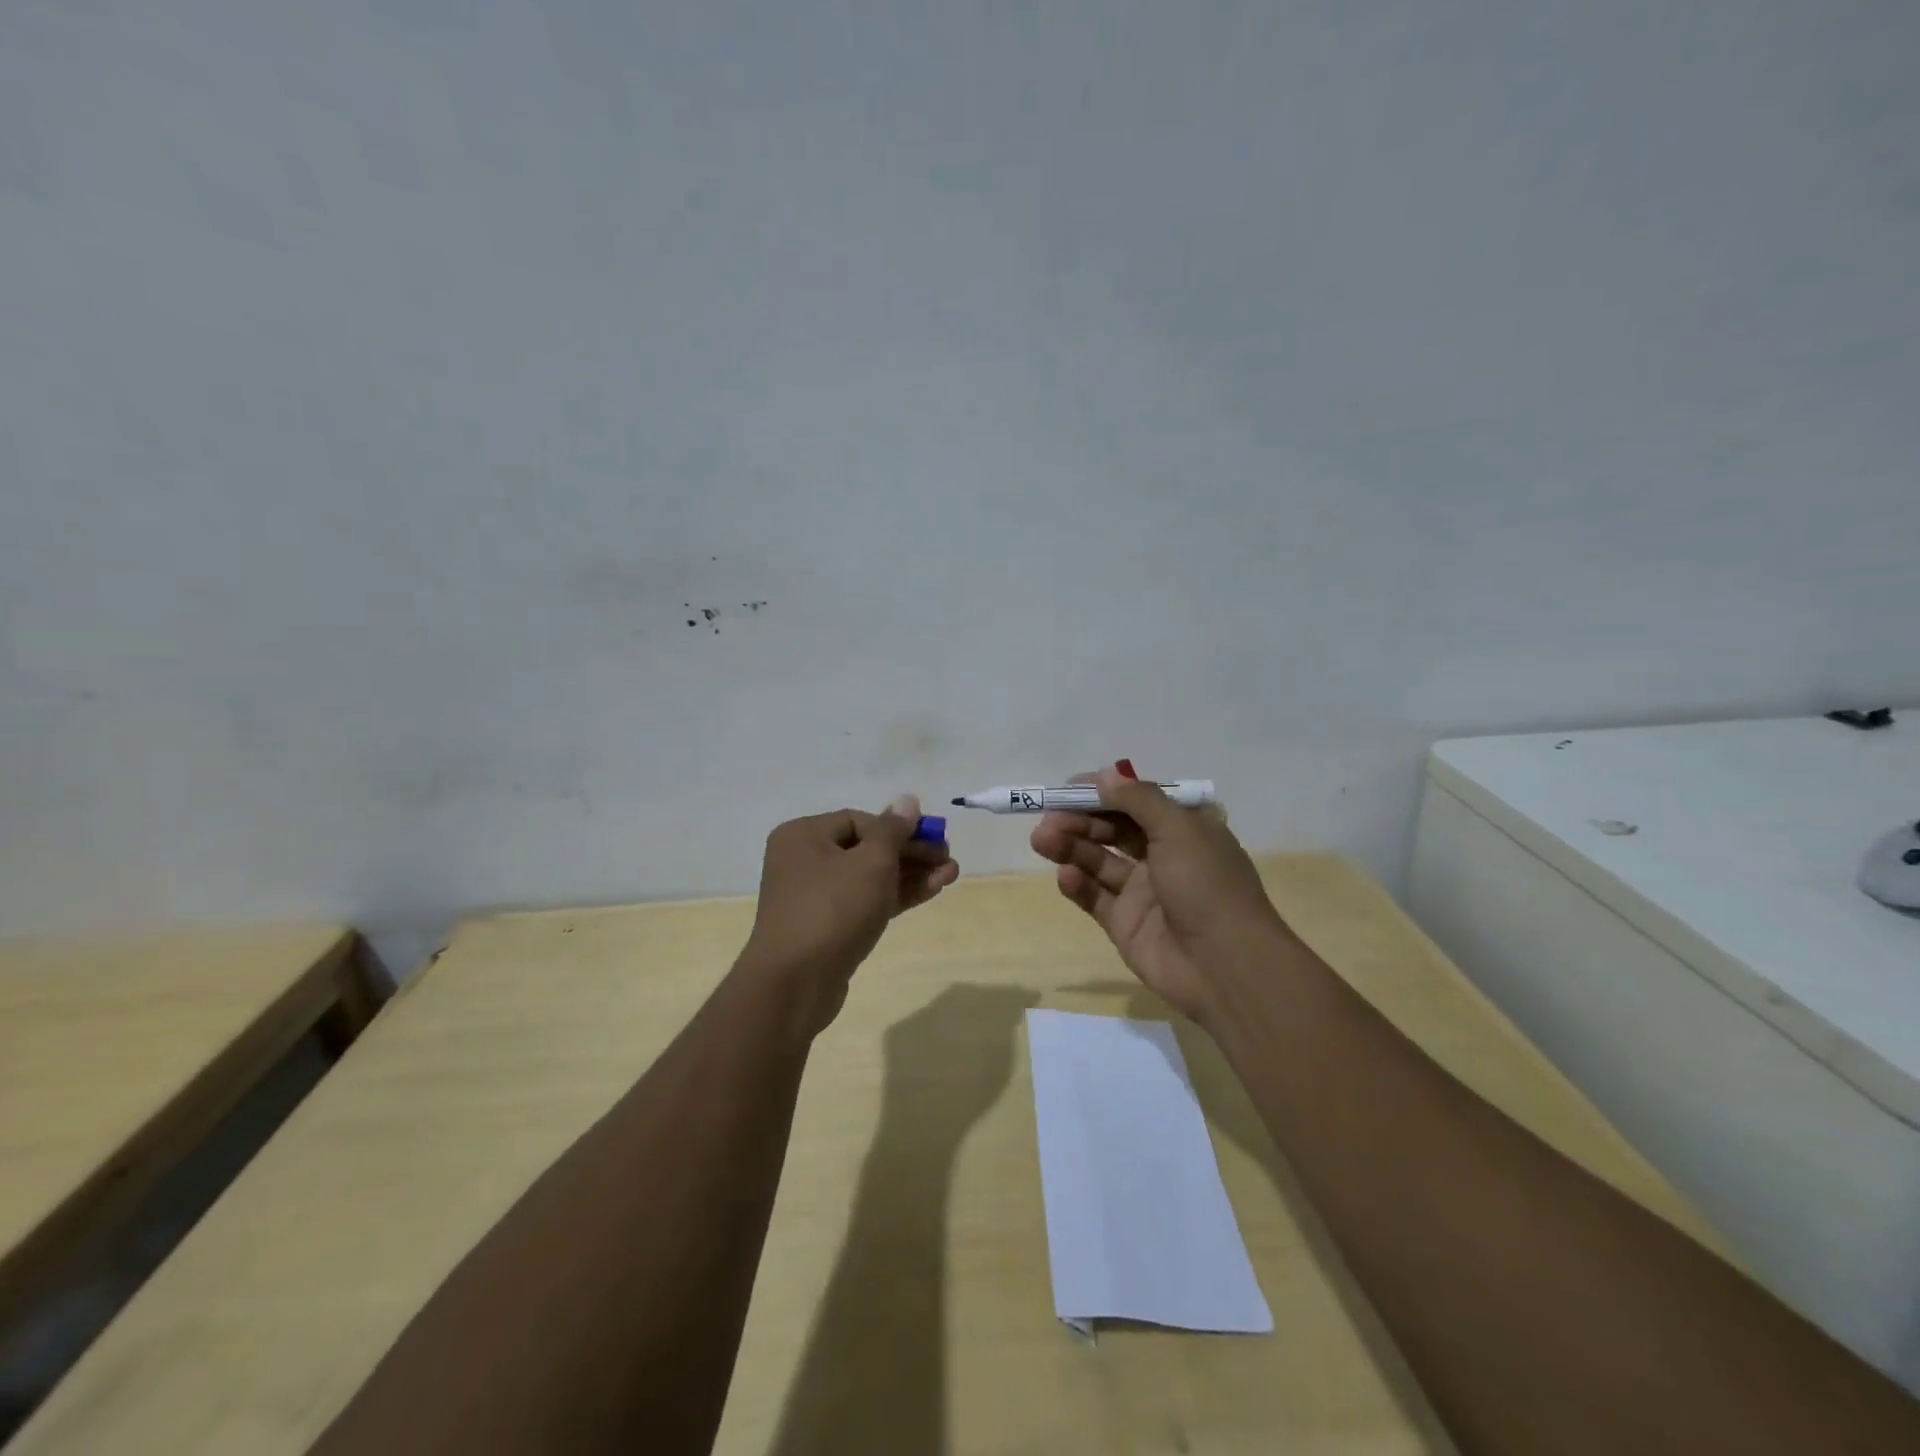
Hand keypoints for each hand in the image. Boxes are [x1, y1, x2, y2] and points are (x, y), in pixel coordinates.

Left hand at [741, 795, 958, 1034]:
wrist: (794, 985)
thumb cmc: (832, 910)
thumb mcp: (871, 862)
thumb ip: (893, 830)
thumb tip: (907, 800)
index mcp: (803, 835)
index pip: (861, 820)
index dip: (900, 828)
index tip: (933, 840)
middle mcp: (803, 860)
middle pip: (867, 848)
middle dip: (911, 853)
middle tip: (948, 860)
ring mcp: (814, 896)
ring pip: (870, 877)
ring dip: (910, 875)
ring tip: (951, 875)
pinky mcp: (826, 927)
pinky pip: (865, 902)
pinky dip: (895, 896)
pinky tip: (930, 891)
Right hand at [1029, 766, 1292, 1024]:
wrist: (1226, 966)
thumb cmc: (1207, 885)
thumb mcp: (1179, 829)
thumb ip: (1138, 800)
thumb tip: (1104, 775)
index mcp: (1183, 829)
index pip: (1136, 801)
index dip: (1102, 793)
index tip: (1066, 788)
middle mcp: (1163, 856)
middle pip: (1112, 829)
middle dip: (1079, 820)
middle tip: (1047, 819)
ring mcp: (1142, 892)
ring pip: (1098, 861)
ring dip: (1070, 847)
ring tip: (1041, 840)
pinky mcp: (1125, 924)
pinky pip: (1095, 897)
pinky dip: (1078, 884)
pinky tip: (1065, 876)